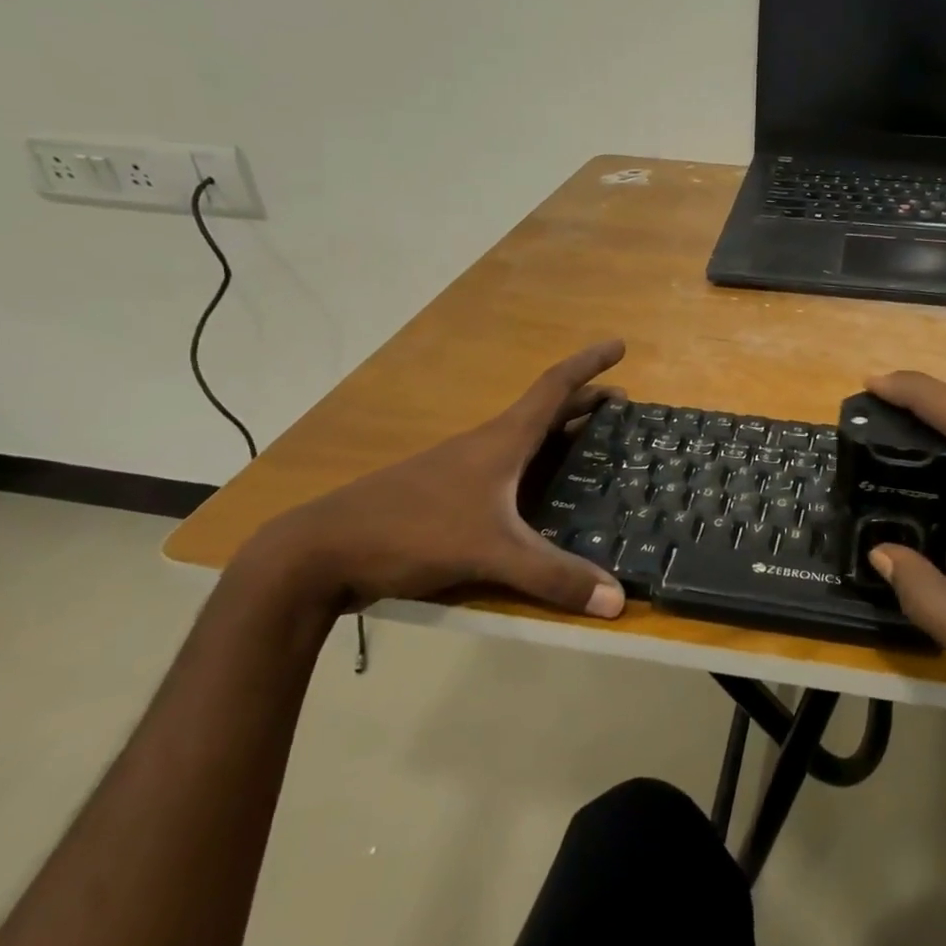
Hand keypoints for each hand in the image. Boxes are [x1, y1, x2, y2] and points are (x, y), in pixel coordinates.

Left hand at [243, 341, 628, 619]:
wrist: (321, 553)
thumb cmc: (411, 530)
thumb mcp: (490, 552)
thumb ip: (553, 575)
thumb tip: (618, 600)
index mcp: (501, 441)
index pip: (554, 387)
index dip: (589, 364)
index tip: (620, 345)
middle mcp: (486, 447)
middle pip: (545, 413)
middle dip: (586, 404)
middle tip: (625, 409)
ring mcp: (464, 473)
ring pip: (526, 444)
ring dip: (562, 437)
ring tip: (596, 450)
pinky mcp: (449, 500)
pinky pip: (510, 474)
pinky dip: (538, 472)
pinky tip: (546, 502)